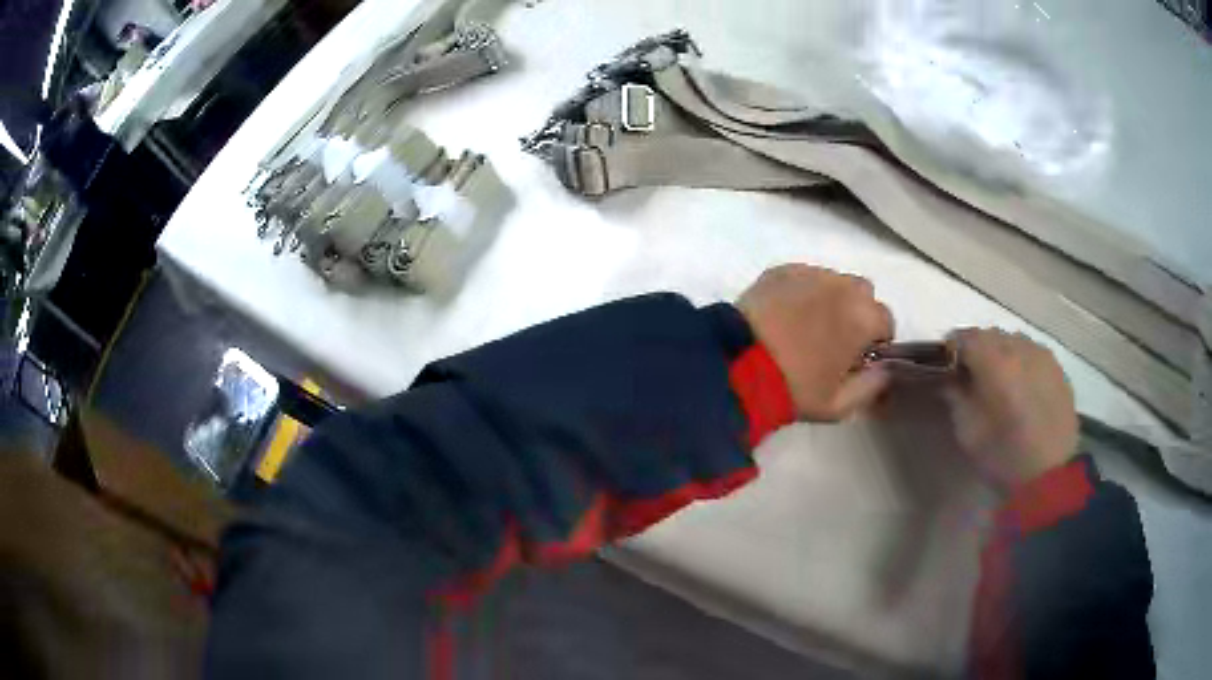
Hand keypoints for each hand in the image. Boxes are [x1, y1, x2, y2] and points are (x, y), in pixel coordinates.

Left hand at [738, 264, 893, 420]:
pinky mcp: (781, 270)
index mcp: (863, 316)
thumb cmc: (794, 388)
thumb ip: (872, 386)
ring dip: (830, 300)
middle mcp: (843, 286)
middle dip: (856, 314)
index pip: (885, 321)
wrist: (738, 365)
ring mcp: (811, 273)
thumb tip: (884, 370)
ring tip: (806, 325)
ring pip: (833, 282)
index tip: (857, 358)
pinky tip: (785, 314)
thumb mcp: (840, 404)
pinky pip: (804, 277)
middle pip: (862, 295)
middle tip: (834, 340)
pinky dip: (803, 292)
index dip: (874, 341)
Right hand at [944, 328, 1078, 488]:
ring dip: (1003, 354)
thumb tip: (949, 379)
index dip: (953, 349)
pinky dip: (1024, 364)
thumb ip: (955, 398)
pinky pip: (1034, 354)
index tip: (948, 367)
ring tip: (1002, 382)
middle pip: (991, 335)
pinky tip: (1024, 389)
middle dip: (979, 350)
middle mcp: (1020, 347)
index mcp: (994, 361)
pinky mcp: (1058, 369)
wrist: (1050, 477)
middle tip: (973, 376)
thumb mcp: (968, 433)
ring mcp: (1043, 355)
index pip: (965, 336)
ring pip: (1015, 341)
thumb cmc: (1003, 457)